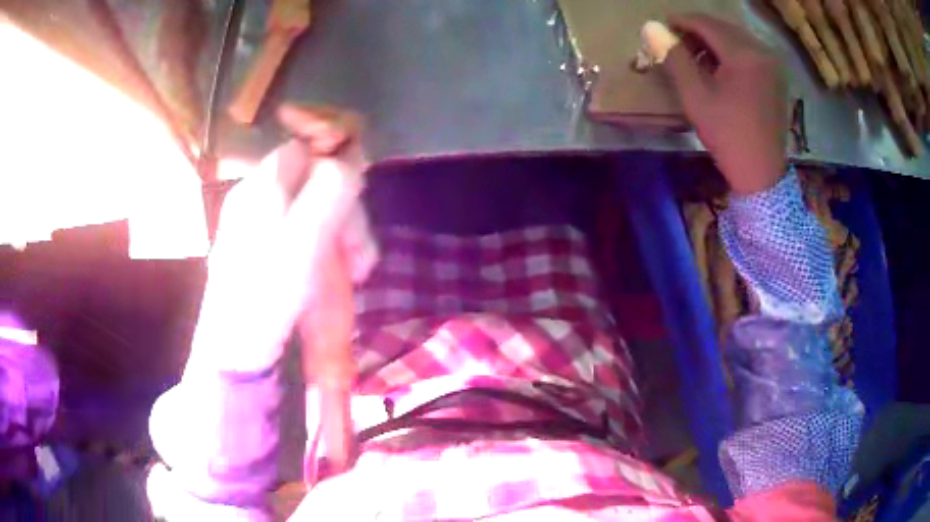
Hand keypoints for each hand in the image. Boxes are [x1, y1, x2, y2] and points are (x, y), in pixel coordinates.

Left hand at [187, 106, 376, 374]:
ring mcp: (255, 225)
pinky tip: (335, 275)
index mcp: (262, 186)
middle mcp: (256, 197)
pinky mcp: (259, 250)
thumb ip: (331, 190)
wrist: (233, 350)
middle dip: (344, 212)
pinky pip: (298, 234)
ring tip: (356, 272)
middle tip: (360, 255)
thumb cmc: (267, 294)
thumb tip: (352, 157)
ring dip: (339, 234)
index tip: (358, 203)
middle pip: (312, 183)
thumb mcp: (305, 240)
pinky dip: (322, 249)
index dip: (336, 166)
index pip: (306, 150)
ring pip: (309, 210)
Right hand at [663, 14, 787, 194]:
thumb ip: (674, 57)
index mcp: (744, 54)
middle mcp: (762, 51)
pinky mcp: (776, 76)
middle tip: (677, 45)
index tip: (662, 28)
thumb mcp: (695, 96)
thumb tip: (653, 30)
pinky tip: (719, 68)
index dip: (680, 21)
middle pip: (722, 27)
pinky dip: (730, 53)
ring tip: (696, 59)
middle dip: (696, 32)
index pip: (706, 23)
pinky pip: (748, 51)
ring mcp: (772, 64)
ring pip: (735, 38)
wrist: (762, 174)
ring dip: (713, 42)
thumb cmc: (728, 136)